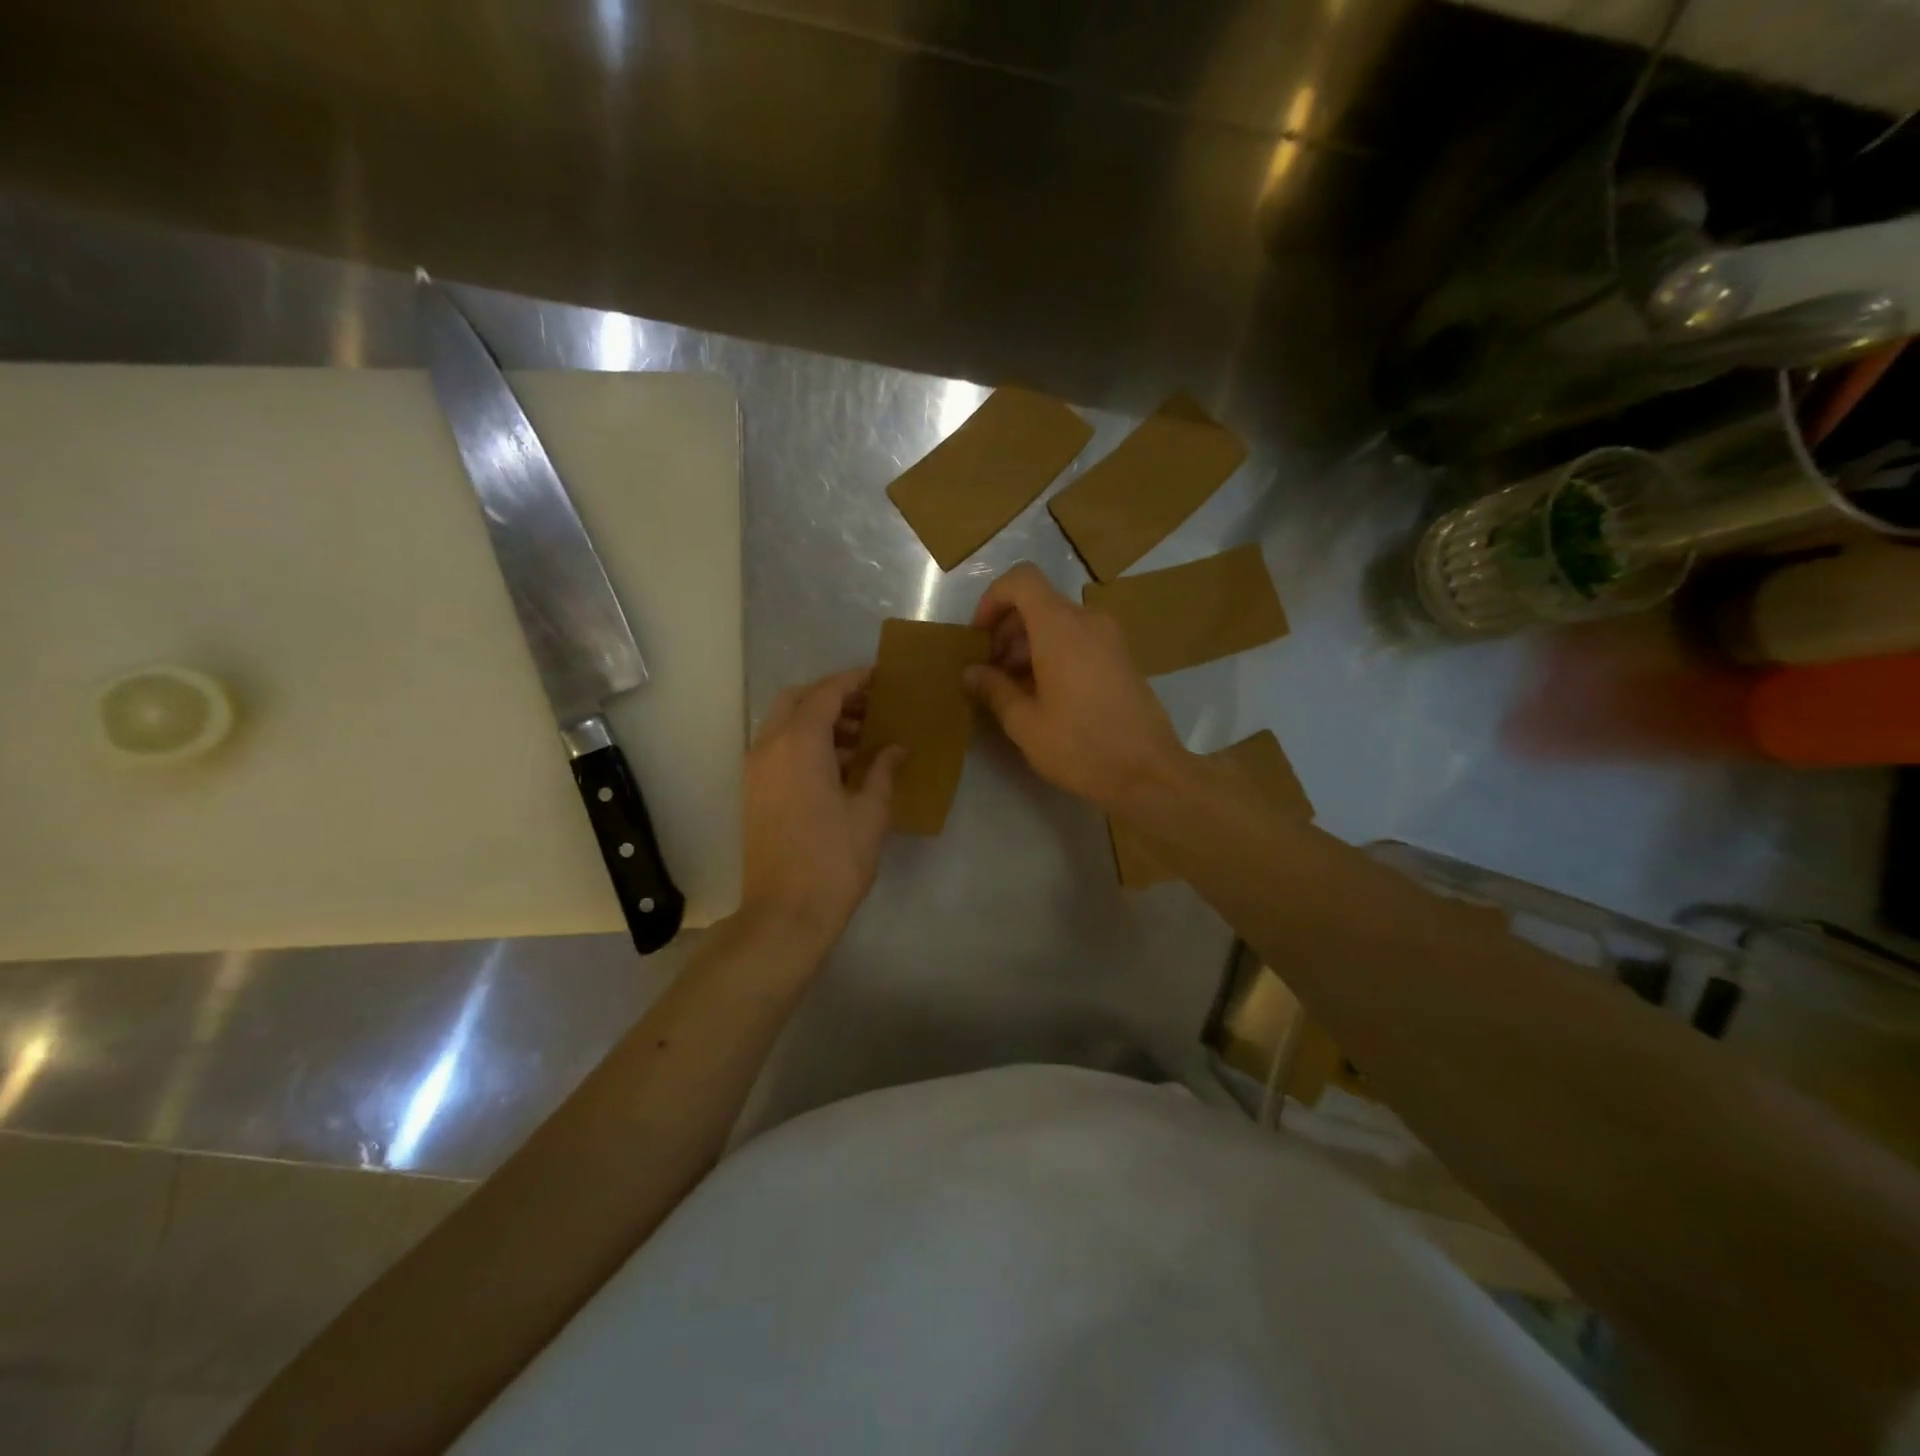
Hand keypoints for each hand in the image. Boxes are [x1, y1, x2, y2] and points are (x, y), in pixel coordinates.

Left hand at [741, 669, 903, 950]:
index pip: (827, 693)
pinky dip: (804, 742)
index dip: (855, 680)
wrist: (785, 914)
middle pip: (797, 699)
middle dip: (832, 696)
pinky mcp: (753, 792)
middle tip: (869, 708)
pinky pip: (777, 748)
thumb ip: (883, 771)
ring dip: (818, 720)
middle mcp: (769, 746)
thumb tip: (896, 748)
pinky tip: (837, 766)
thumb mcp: (870, 813)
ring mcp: (755, 769)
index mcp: (799, 743)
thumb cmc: (834, 860)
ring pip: (783, 723)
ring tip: (860, 740)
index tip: (881, 677)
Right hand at [965, 563, 1188, 814]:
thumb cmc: (1080, 746)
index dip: (993, 599)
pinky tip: (1044, 695)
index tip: (979, 636)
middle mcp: (1088, 620)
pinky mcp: (1122, 658)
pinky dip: (1054, 653)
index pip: (1021, 580)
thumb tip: (971, 672)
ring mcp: (1110, 638)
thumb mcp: (1025, 722)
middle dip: (1007, 630)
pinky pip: (1079, 639)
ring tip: (1013, 688)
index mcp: (1060, 627)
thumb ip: (994, 689)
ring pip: (1058, 622)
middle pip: (1039, 602)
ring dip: (1029, 645)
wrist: (1149, 773)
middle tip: (991, 671)